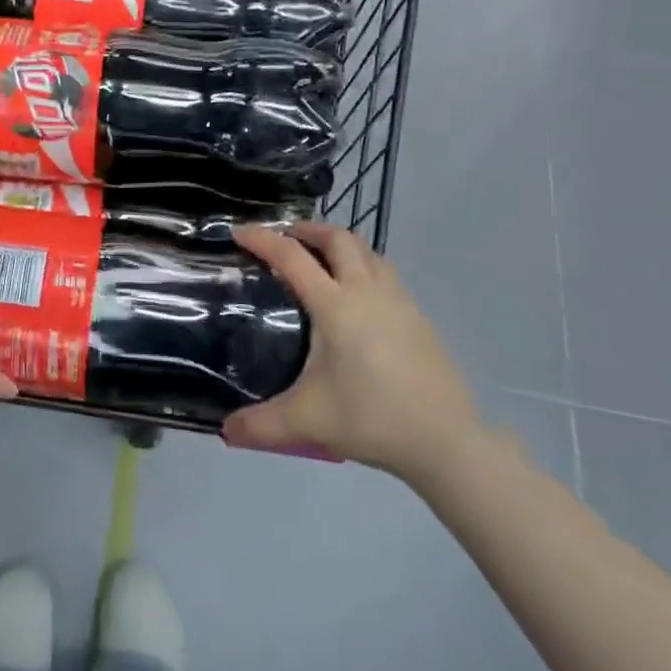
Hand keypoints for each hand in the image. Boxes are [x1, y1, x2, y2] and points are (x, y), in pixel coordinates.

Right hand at [224, 223, 481, 487]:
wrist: (445, 440)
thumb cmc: (371, 418)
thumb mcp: (308, 421)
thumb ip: (260, 425)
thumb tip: (225, 431)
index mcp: (335, 305)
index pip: (291, 257)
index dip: (262, 239)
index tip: (238, 232)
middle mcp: (366, 291)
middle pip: (337, 238)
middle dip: (307, 230)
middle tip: (285, 240)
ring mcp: (397, 300)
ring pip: (366, 251)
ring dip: (338, 244)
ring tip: (320, 260)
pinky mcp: (417, 316)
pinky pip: (383, 272)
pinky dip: (362, 265)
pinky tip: (356, 295)